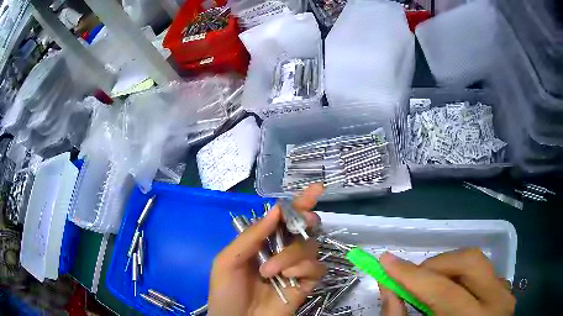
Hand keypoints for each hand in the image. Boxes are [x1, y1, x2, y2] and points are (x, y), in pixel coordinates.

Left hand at [208, 184, 325, 315]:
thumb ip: (251, 236)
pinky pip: (316, 267)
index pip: (283, 219)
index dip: (299, 203)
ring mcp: (295, 268)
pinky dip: (303, 268)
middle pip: (303, 228)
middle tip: (304, 222)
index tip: (316, 189)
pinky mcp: (305, 284)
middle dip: (305, 220)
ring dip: (290, 255)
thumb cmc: (226, 292)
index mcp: (261, 243)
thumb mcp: (228, 261)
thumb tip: (276, 209)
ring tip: (270, 271)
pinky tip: (287, 277)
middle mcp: (280, 252)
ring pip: (309, 246)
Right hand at [379, 248, 514, 315]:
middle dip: (436, 264)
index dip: (412, 275)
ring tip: (432, 285)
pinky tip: (454, 293)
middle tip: (415, 277)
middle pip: (470, 262)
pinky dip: (464, 277)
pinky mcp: (506, 293)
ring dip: (450, 268)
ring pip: (479, 263)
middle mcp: (496, 303)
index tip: (386, 260)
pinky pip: (485, 274)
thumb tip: (387, 285)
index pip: (442, 290)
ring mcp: (505, 295)